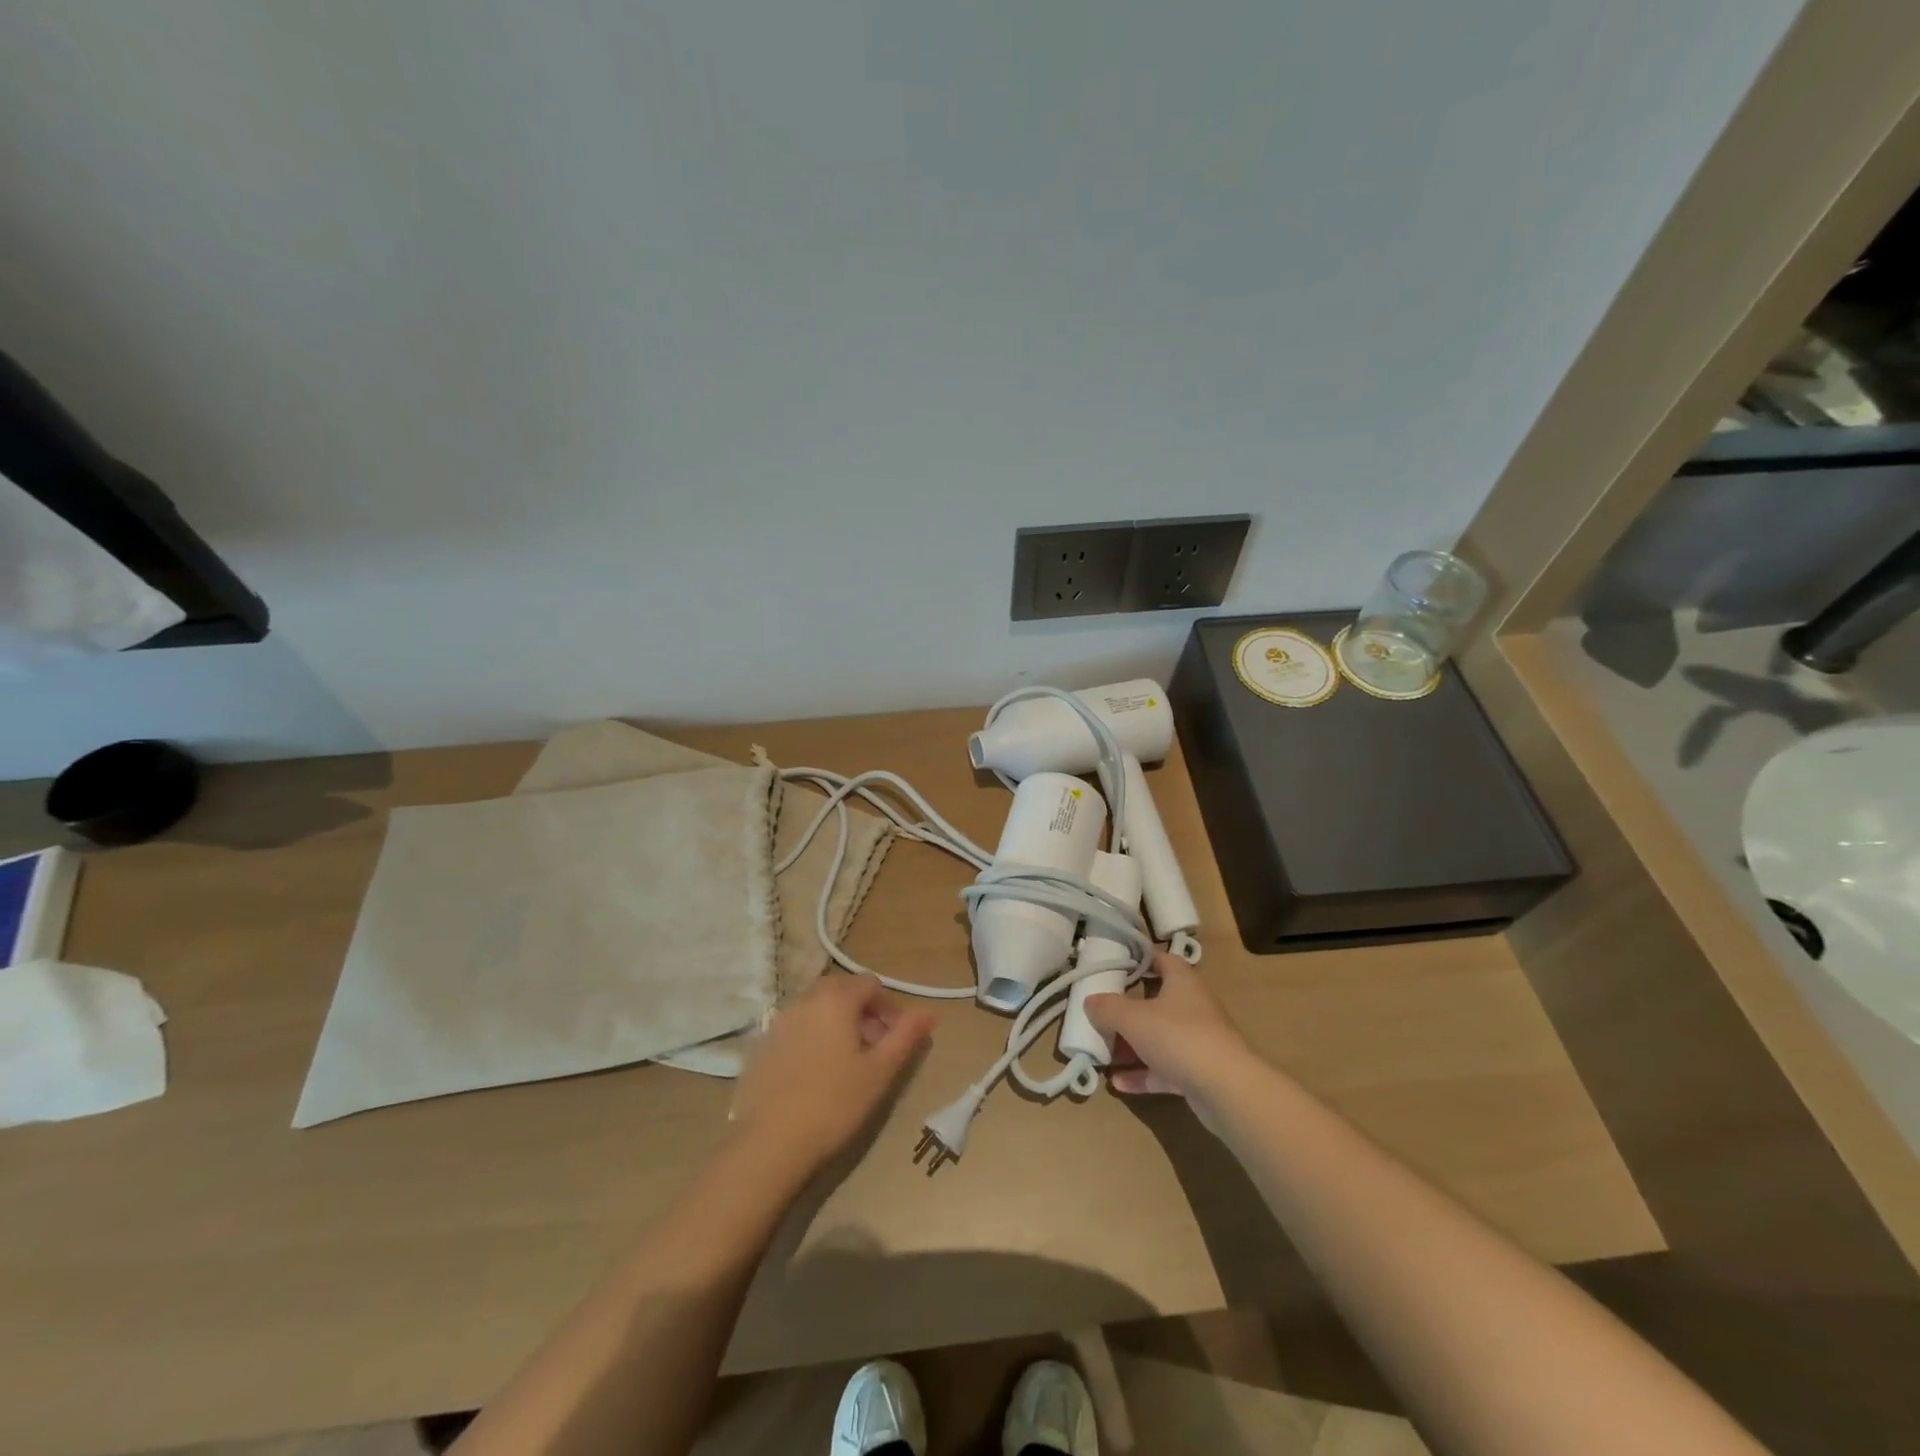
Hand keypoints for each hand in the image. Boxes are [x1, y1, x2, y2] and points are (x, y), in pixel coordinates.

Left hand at [730, 974, 936, 1178]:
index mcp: (835, 1000)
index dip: (889, 1006)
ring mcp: (778, 1022)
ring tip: (847, 1061)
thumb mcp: (880, 1071)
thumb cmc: (834, 1104)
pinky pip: (795, 1028)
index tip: (897, 1037)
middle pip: (841, 989)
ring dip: (837, 1021)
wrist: (769, 1143)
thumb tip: (932, 1012)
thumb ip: (907, 1035)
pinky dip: (812, 1036)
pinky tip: (816, 1074)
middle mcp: (804, 1001)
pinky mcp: (761, 1046)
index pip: (870, 984)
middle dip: (862, 1010)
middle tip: (874, 1046)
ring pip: (816, 1007)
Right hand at [1084, 953, 1258, 1125]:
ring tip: (1103, 1052)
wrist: (1227, 1089)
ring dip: (1131, 1046)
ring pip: (1158, 1038)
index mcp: (1182, 982)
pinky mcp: (1198, 1073)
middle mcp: (1192, 1007)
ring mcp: (1197, 1041)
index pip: (1162, 959)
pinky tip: (1117, 1083)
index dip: (1139, 959)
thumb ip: (1107, 1007)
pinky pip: (1164, 1069)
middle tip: (1100, 1014)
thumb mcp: (1133, 1018)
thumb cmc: (1178, 1037)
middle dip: (1127, 1010)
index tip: (1114, 966)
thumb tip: (1090, 1001)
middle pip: (1156, 1001)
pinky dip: (1142, 1074)